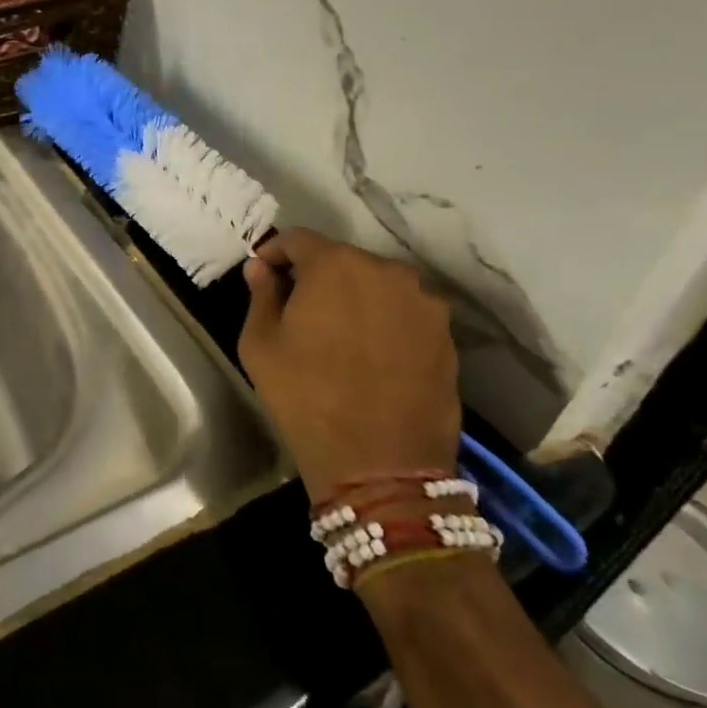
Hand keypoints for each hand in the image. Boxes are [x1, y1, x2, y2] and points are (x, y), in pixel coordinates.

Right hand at [237, 228, 459, 495]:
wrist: (383, 468)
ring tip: (339, 333)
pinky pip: (404, 312)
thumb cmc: (307, 398)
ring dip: (354, 296)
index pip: (297, 239)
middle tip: (298, 307)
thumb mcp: (260, 345)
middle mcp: (385, 270)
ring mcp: (422, 302)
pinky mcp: (446, 335)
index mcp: (335, 264)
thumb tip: (261, 269)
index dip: (274, 253)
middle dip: (316, 275)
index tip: (262, 274)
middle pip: (341, 259)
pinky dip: (384, 320)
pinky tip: (371, 354)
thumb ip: (261, 295)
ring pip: (376, 284)